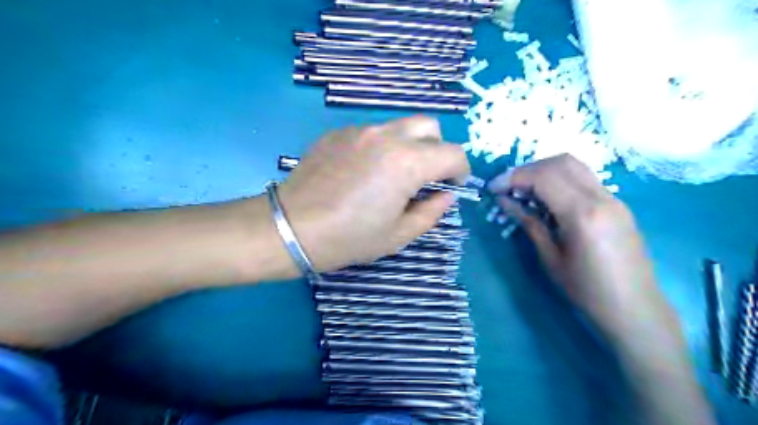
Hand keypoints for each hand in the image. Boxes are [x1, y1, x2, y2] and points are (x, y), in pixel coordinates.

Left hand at [278, 116, 467, 273]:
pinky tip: (362, 172)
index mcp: (407, 162)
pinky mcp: (337, 132)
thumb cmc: (349, 238)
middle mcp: (387, 136)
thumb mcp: (398, 235)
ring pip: (400, 126)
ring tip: (392, 175)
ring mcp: (359, 130)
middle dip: (437, 149)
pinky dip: (380, 147)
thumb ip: (431, 212)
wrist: (291, 228)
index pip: (453, 153)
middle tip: (426, 176)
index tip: (452, 187)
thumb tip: (446, 196)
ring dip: (408, 146)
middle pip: (430, 126)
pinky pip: (371, 132)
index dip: (460, 171)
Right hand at [486, 152, 667, 337]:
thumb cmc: (588, 291)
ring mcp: (614, 199)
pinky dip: (560, 180)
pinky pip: (584, 179)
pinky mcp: (618, 204)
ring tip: (524, 190)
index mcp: (583, 214)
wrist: (636, 310)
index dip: (513, 177)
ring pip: (574, 166)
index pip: (543, 177)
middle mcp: (601, 198)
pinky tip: (548, 199)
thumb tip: (505, 201)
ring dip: (544, 171)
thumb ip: (529, 223)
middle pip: (560, 162)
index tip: (493, 188)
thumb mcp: (551, 258)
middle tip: (508, 187)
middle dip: (528, 169)